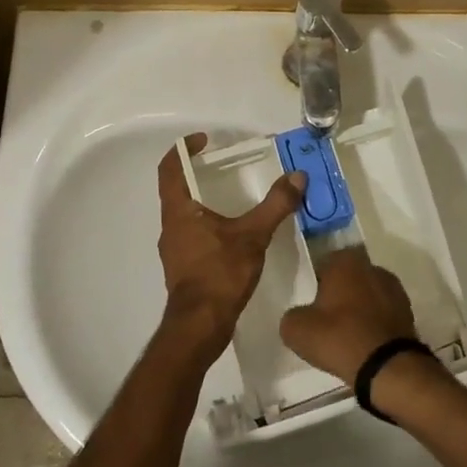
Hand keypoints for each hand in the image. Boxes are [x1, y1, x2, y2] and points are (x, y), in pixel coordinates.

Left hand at [156, 133, 304, 359]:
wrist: (200, 326)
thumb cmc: (220, 273)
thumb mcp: (253, 235)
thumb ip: (275, 205)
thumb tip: (297, 177)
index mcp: (179, 210)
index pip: (170, 168)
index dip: (183, 149)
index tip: (203, 140)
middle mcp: (170, 226)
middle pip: (176, 189)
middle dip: (197, 174)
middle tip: (223, 167)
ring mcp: (173, 249)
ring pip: (184, 214)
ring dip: (202, 201)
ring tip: (232, 199)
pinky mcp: (182, 267)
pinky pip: (191, 234)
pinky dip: (207, 225)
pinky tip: (231, 235)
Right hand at [280, 246, 418, 383]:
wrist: (386, 366)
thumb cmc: (338, 337)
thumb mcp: (296, 330)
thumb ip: (293, 316)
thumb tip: (300, 317)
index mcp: (345, 261)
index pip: (325, 264)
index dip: (317, 284)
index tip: (312, 305)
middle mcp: (372, 267)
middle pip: (349, 278)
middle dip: (340, 294)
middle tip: (327, 320)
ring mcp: (394, 289)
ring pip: (368, 295)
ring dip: (359, 309)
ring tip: (347, 336)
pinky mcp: (408, 312)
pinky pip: (383, 314)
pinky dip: (374, 323)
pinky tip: (365, 344)